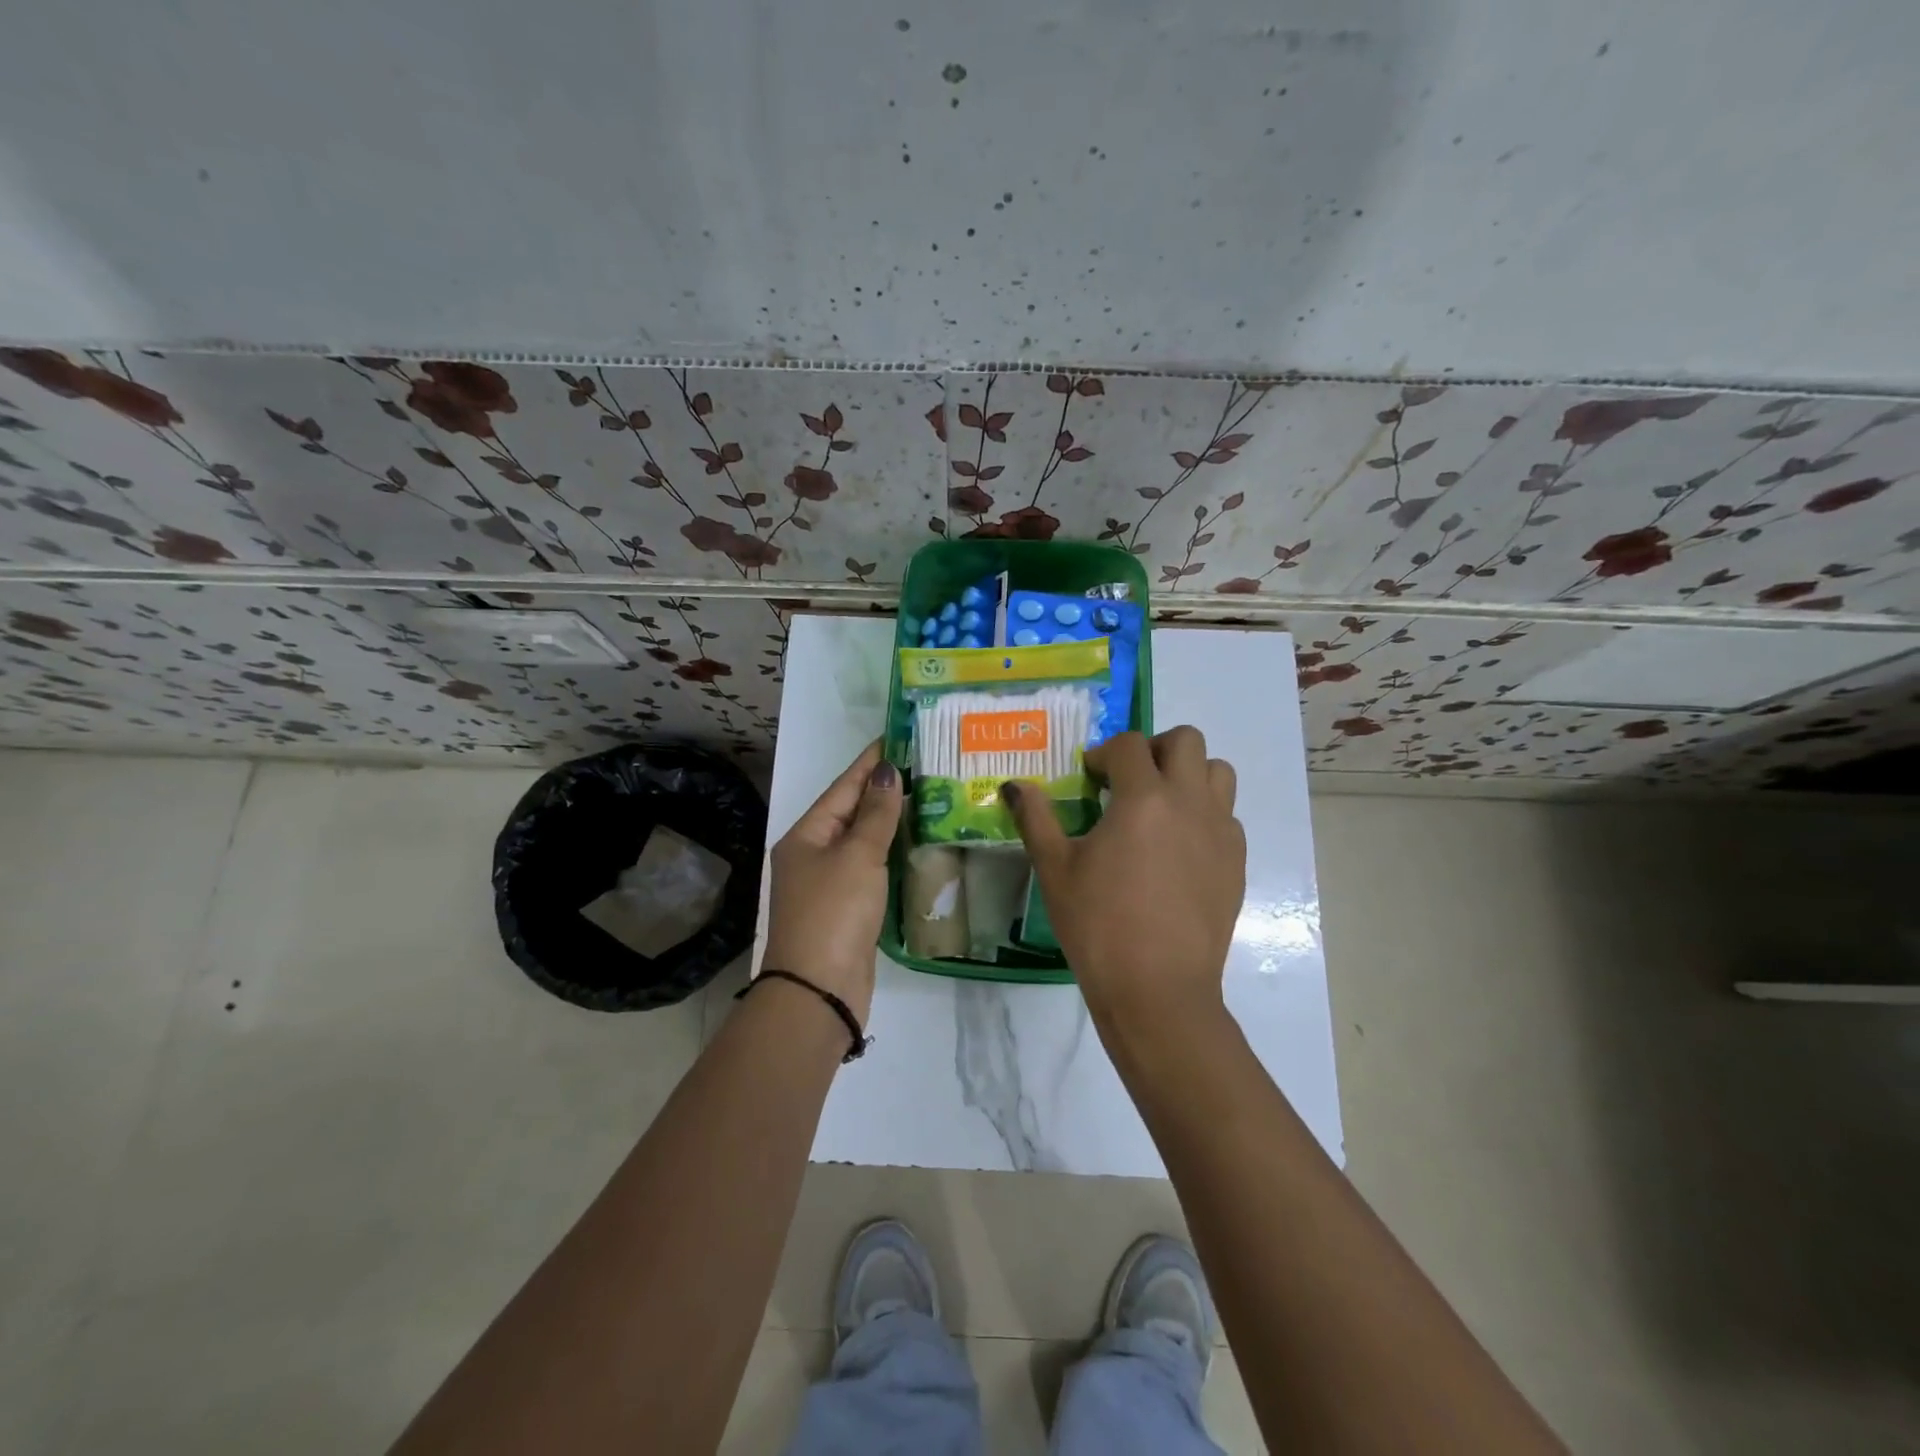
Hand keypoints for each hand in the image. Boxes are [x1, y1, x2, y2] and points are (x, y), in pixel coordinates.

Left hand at [761, 741, 902, 1023]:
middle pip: (851, 812)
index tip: (897, 737)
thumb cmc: (835, 912)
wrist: (819, 990)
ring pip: (863, 842)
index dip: (870, 762)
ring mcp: (829, 883)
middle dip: (883, 790)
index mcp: (806, 835)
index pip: (843, 787)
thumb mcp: (857, 856)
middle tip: (922, 765)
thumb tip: (887, 772)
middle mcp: (813, 855)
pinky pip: (871, 868)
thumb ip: (876, 814)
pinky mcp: (847, 909)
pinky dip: (891, 853)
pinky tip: (916, 844)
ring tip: (926, 797)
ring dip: (890, 821)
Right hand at [1003, 727, 1244, 1028]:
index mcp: (1143, 797)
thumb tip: (1015, 785)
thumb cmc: (1098, 925)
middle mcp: (1190, 802)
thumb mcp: (1055, 869)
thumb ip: (1036, 818)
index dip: (1104, 753)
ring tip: (1160, 806)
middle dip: (1154, 749)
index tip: (1089, 778)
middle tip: (1129, 780)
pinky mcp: (1237, 862)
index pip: (1129, 745)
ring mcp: (1221, 831)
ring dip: (1188, 775)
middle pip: (1186, 741)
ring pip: (1218, 773)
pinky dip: (1204, 814)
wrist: (1158, 989)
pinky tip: (1178, 849)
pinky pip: (1227, 816)